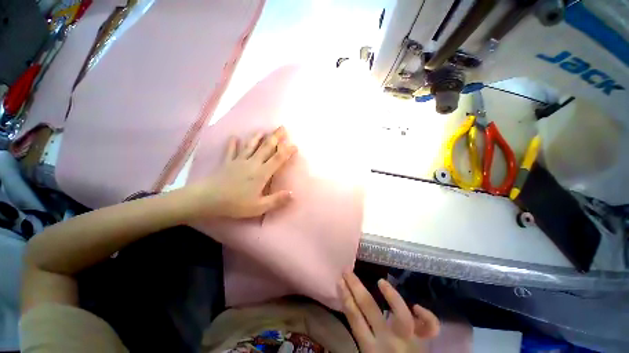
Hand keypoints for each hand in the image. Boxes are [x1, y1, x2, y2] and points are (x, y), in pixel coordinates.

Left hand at [187, 126, 296, 218]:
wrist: (208, 199)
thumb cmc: (236, 204)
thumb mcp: (259, 207)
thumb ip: (276, 200)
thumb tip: (292, 194)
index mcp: (262, 173)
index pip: (278, 159)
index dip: (287, 151)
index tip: (294, 145)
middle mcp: (252, 163)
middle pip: (266, 148)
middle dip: (275, 137)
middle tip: (282, 127)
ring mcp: (239, 161)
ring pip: (250, 146)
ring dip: (257, 137)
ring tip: (262, 130)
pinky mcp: (227, 162)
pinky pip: (231, 150)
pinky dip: (233, 143)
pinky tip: (234, 137)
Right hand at [339, 272, 439, 352]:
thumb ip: (360, 336)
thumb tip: (351, 312)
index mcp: (371, 349)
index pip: (354, 318)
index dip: (346, 297)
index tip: (339, 281)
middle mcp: (389, 342)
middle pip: (369, 308)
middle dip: (356, 287)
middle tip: (348, 271)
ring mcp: (409, 341)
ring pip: (401, 315)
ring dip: (391, 295)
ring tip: (381, 281)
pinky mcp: (424, 343)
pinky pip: (430, 328)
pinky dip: (427, 317)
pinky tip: (416, 306)